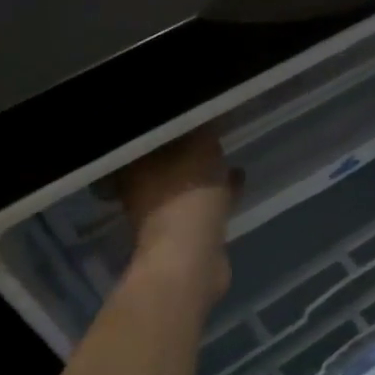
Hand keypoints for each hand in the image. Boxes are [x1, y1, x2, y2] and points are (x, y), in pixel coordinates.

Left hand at [114, 130, 236, 300]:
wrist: (190, 261)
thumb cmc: (186, 197)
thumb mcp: (199, 150)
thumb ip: (203, 131)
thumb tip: (207, 115)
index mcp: (135, 167)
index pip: (148, 137)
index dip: (170, 125)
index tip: (189, 113)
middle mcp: (142, 189)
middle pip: (165, 161)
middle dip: (185, 149)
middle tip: (207, 131)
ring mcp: (163, 214)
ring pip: (185, 183)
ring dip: (204, 172)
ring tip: (227, 155)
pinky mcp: (186, 233)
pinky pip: (203, 203)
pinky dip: (218, 192)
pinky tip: (238, 179)